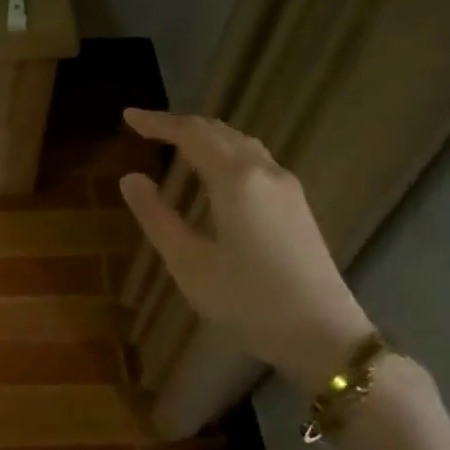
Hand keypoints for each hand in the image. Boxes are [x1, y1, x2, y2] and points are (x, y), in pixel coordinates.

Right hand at [119, 109, 372, 390]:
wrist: (321, 333)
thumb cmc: (246, 299)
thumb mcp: (188, 262)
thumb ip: (157, 216)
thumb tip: (130, 179)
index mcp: (236, 180)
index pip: (191, 134)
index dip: (158, 123)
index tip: (128, 117)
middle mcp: (265, 172)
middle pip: (220, 132)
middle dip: (181, 125)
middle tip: (147, 128)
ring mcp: (286, 187)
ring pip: (242, 144)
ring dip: (206, 136)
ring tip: (176, 143)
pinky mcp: (296, 205)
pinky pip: (255, 160)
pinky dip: (225, 152)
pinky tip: (214, 172)